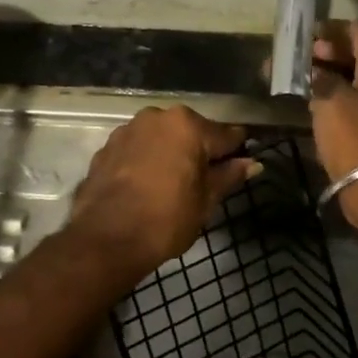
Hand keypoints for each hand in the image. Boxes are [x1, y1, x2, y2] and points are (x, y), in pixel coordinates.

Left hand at [69, 106, 261, 272]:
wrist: (105, 240)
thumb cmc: (166, 219)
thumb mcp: (206, 200)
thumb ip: (229, 176)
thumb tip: (252, 163)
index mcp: (188, 125)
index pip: (225, 135)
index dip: (236, 151)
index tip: (242, 164)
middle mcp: (158, 117)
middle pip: (191, 132)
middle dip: (199, 151)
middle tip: (205, 181)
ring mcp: (128, 130)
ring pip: (161, 138)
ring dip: (170, 154)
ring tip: (172, 184)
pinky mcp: (106, 147)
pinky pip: (137, 149)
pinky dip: (146, 161)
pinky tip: (146, 186)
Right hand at [307, 22, 357, 223]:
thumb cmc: (353, 136)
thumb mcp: (330, 100)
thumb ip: (319, 77)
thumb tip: (311, 68)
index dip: (335, 29)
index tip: (309, 33)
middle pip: (357, 55)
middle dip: (328, 52)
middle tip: (301, 57)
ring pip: (353, 79)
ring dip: (328, 74)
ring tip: (300, 78)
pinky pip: (352, 100)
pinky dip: (333, 94)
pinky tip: (311, 101)